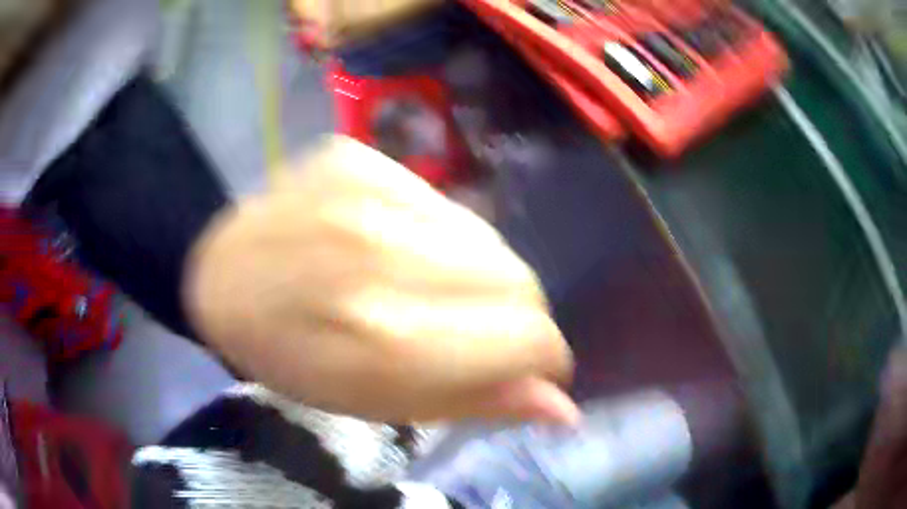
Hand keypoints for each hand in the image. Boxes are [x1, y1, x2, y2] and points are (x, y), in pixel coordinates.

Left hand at [185, 136, 576, 424]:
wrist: (222, 279)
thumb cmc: (293, 360)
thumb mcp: (379, 405)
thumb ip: (480, 403)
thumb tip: (565, 408)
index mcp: (389, 340)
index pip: (529, 337)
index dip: (545, 358)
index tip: (534, 367)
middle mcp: (385, 255)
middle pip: (517, 279)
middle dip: (516, 316)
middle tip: (476, 332)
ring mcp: (366, 190)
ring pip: (483, 236)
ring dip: (473, 273)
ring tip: (424, 287)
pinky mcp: (355, 156)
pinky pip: (437, 199)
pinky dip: (433, 232)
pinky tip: (391, 244)